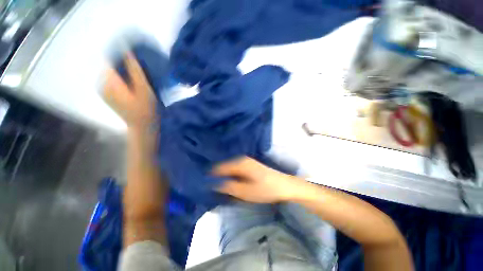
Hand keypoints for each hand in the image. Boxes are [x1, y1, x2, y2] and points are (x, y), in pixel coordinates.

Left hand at [103, 53, 156, 130]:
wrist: (142, 126)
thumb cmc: (146, 109)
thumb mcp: (144, 89)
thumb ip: (135, 70)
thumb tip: (128, 52)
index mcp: (109, 81)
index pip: (111, 59)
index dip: (123, 55)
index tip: (136, 56)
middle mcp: (102, 84)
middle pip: (112, 66)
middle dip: (125, 64)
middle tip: (142, 70)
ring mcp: (104, 90)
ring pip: (114, 73)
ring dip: (125, 72)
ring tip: (139, 78)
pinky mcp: (109, 94)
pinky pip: (114, 80)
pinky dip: (124, 78)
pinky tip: (134, 85)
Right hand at [213, 157, 301, 202]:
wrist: (284, 185)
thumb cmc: (265, 189)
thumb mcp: (246, 192)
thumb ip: (229, 187)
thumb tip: (214, 184)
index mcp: (240, 163)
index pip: (220, 167)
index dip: (211, 174)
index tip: (202, 180)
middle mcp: (242, 159)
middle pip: (225, 165)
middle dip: (217, 173)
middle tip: (208, 182)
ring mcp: (247, 161)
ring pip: (230, 166)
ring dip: (223, 173)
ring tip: (216, 181)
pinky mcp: (250, 164)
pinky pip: (236, 167)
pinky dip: (230, 173)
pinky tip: (228, 178)